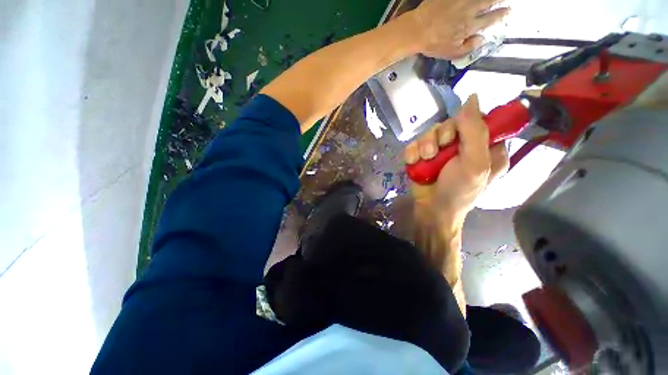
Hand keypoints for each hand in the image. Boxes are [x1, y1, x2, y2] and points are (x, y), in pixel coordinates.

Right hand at [405, 94, 509, 225]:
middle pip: (450, 123)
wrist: (431, 209)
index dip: (465, 122)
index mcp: (486, 147)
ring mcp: (441, 150)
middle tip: (438, 151)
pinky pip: (415, 143)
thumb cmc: (458, 191)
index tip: (456, 136)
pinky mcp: (423, 155)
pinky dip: (412, 152)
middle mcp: (464, 145)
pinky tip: (413, 162)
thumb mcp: (474, 163)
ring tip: (424, 159)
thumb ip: (475, 131)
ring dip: (425, 145)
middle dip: (441, 136)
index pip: (478, 119)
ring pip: (430, 132)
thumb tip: (473, 96)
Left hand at [411, 0, 509, 58]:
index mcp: (469, 26)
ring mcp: (460, 0)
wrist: (416, 30)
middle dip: (498, 0)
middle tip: (504, 0)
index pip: (490, 19)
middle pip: (488, 2)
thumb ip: (468, 47)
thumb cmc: (433, 44)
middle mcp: (468, 10)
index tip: (508, 11)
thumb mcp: (451, 53)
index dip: (500, 15)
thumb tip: (482, 40)